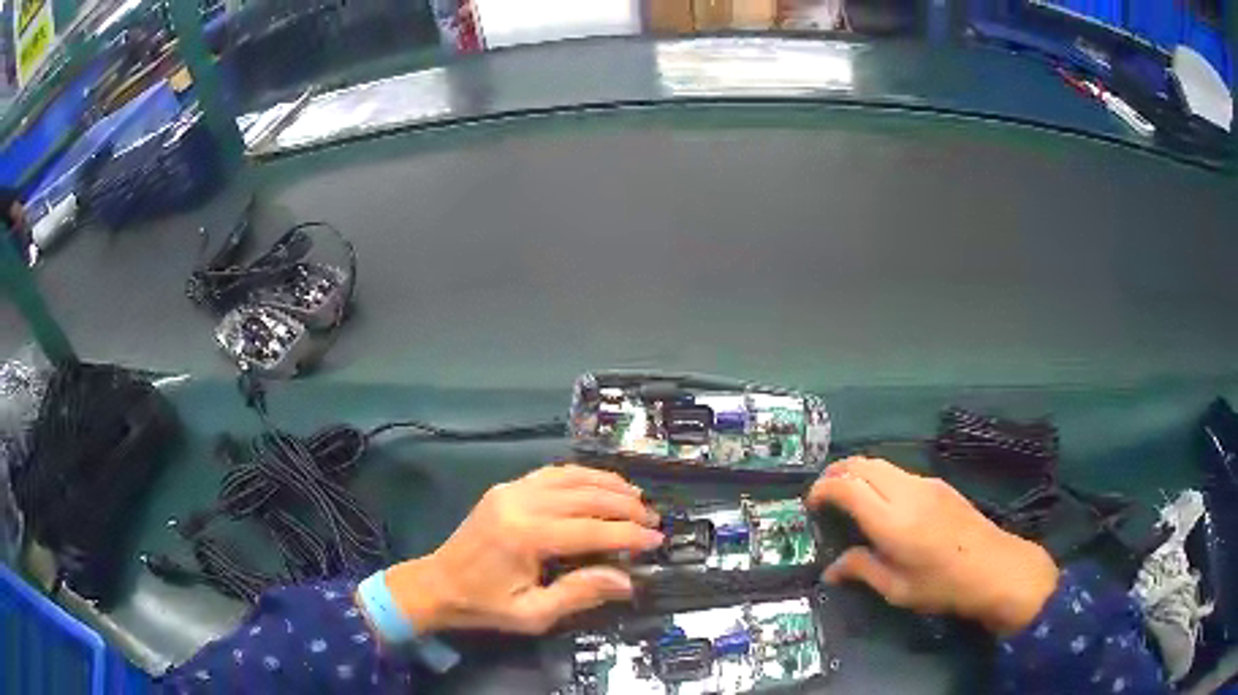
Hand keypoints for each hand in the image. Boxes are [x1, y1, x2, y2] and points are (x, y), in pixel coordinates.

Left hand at [383, 465, 663, 634]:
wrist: (438, 583)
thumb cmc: (485, 605)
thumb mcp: (533, 613)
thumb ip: (580, 594)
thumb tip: (627, 580)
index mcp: (526, 537)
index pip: (592, 529)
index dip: (629, 534)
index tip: (656, 540)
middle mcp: (521, 503)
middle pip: (586, 496)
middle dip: (626, 506)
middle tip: (653, 519)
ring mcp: (512, 489)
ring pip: (571, 477)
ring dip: (608, 484)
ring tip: (636, 497)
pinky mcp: (507, 487)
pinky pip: (551, 473)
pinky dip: (581, 474)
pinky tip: (599, 483)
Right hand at [807, 457, 1058, 635]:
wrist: (995, 568)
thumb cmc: (943, 586)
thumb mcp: (897, 589)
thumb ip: (862, 570)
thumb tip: (831, 569)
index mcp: (892, 521)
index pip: (847, 487)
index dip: (823, 489)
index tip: (810, 503)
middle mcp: (907, 492)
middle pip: (863, 464)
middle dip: (836, 472)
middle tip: (822, 494)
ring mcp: (926, 484)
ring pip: (882, 464)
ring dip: (859, 473)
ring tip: (848, 496)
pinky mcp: (939, 485)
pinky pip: (900, 472)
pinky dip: (880, 478)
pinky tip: (882, 503)